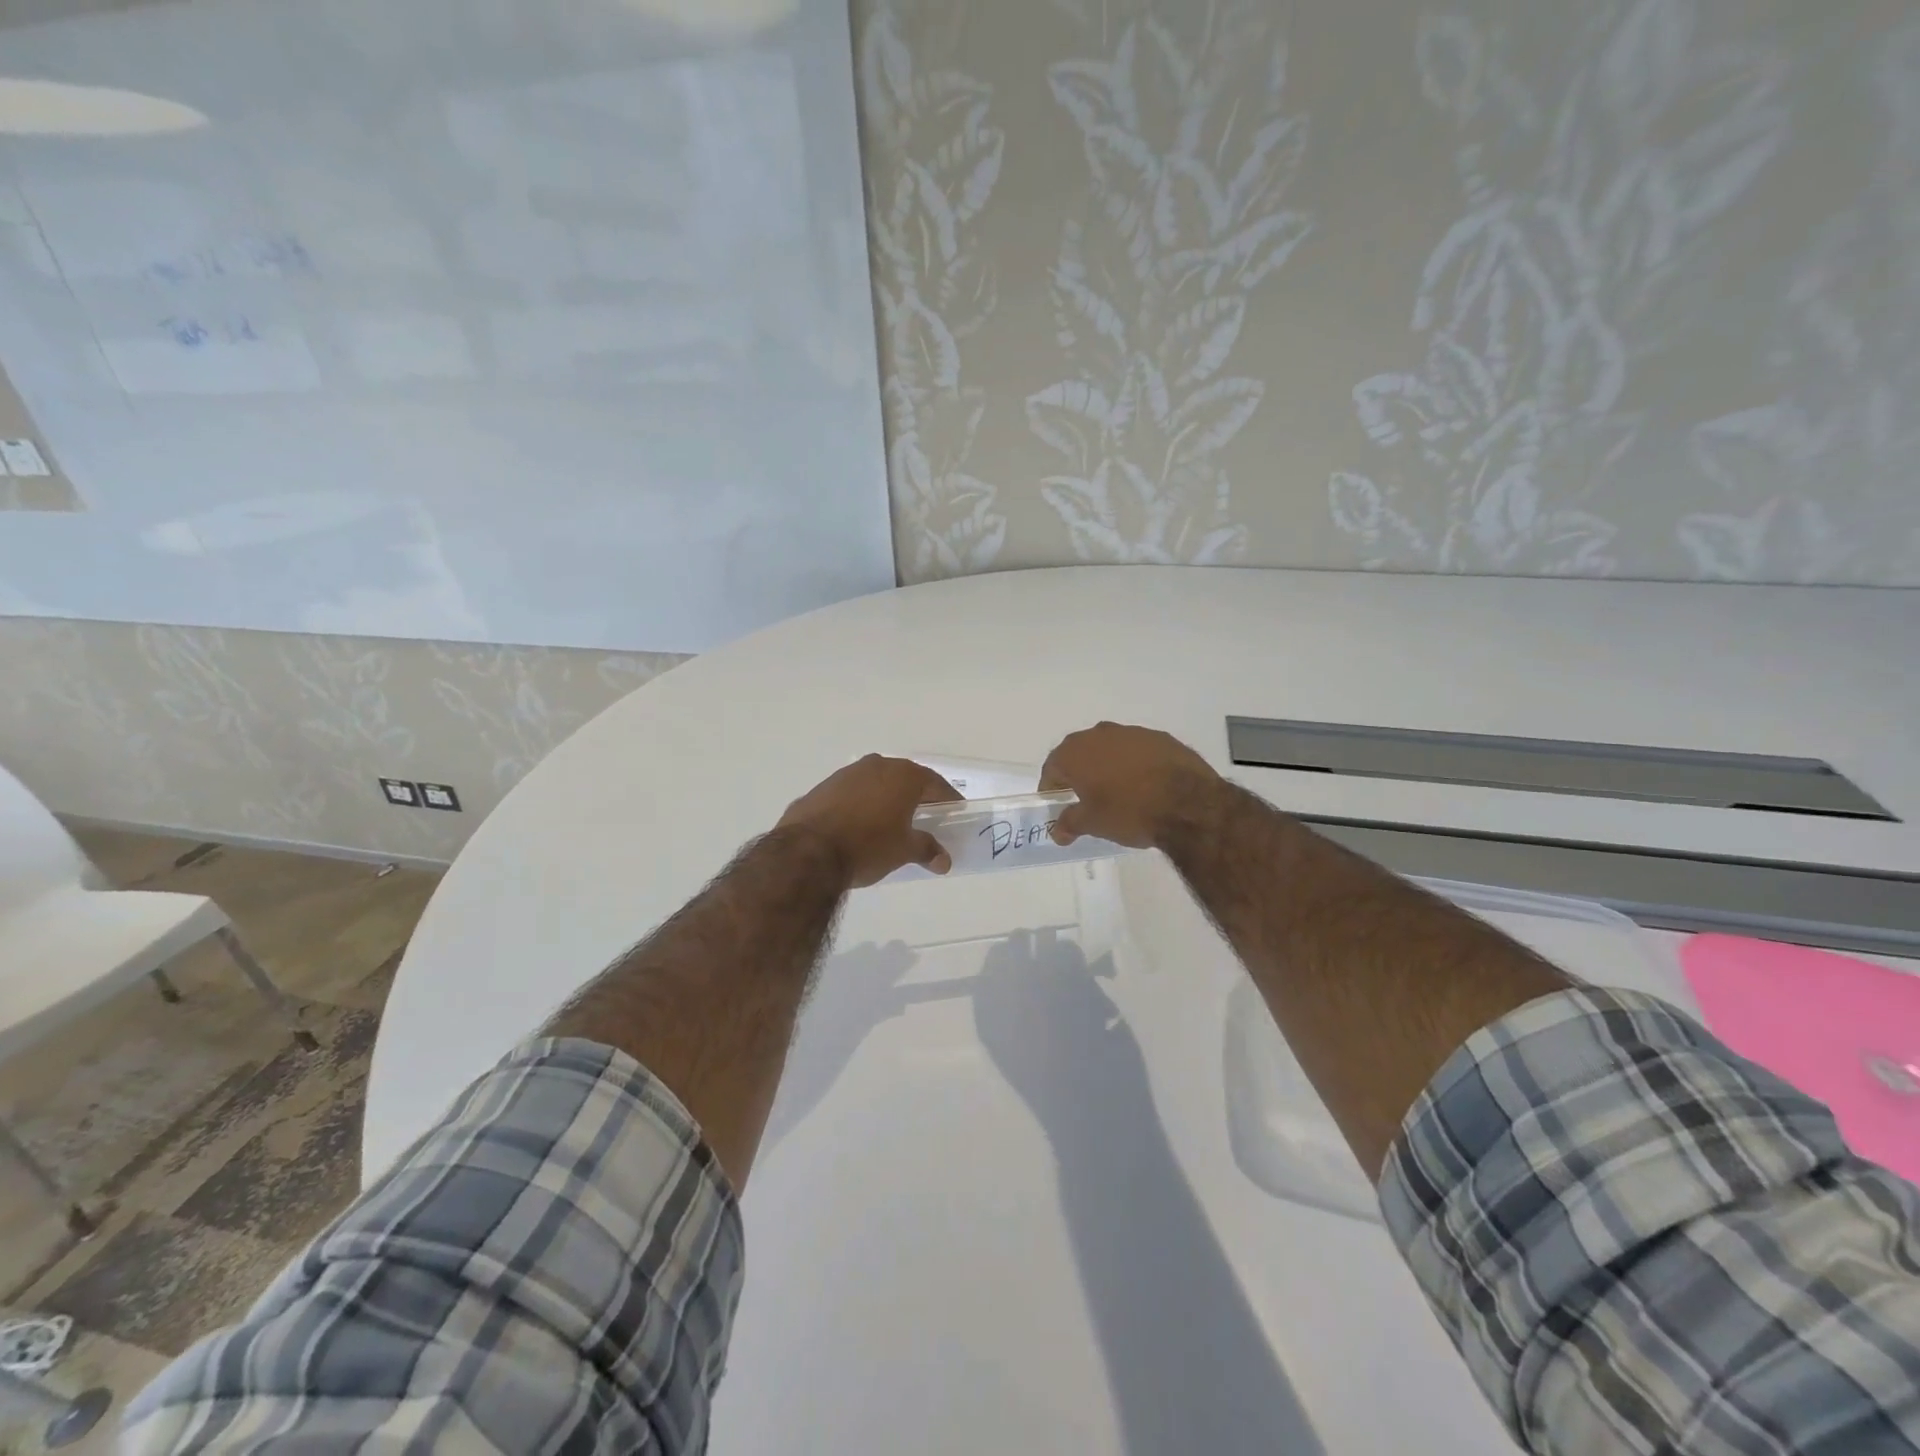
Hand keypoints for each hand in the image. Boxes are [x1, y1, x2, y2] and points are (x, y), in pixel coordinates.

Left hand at [777, 755, 961, 887]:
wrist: (808, 851)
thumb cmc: (868, 846)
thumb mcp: (904, 851)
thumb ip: (927, 850)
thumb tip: (944, 860)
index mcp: (903, 776)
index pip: (935, 784)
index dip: (947, 799)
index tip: (955, 812)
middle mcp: (876, 766)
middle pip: (905, 779)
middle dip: (916, 796)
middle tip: (925, 816)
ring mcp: (846, 774)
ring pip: (875, 783)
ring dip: (885, 799)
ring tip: (890, 822)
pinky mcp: (822, 788)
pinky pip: (851, 794)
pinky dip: (860, 805)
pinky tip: (858, 826)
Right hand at [1039, 722, 1220, 849]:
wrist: (1189, 803)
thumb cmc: (1129, 812)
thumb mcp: (1093, 824)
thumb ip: (1070, 823)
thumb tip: (1057, 831)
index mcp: (1075, 752)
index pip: (1052, 767)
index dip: (1051, 787)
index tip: (1058, 804)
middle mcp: (1099, 734)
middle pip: (1080, 753)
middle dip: (1079, 773)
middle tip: (1085, 798)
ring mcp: (1132, 733)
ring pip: (1110, 749)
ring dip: (1108, 766)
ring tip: (1118, 792)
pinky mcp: (1161, 737)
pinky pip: (1137, 751)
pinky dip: (1135, 764)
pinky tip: (1146, 785)